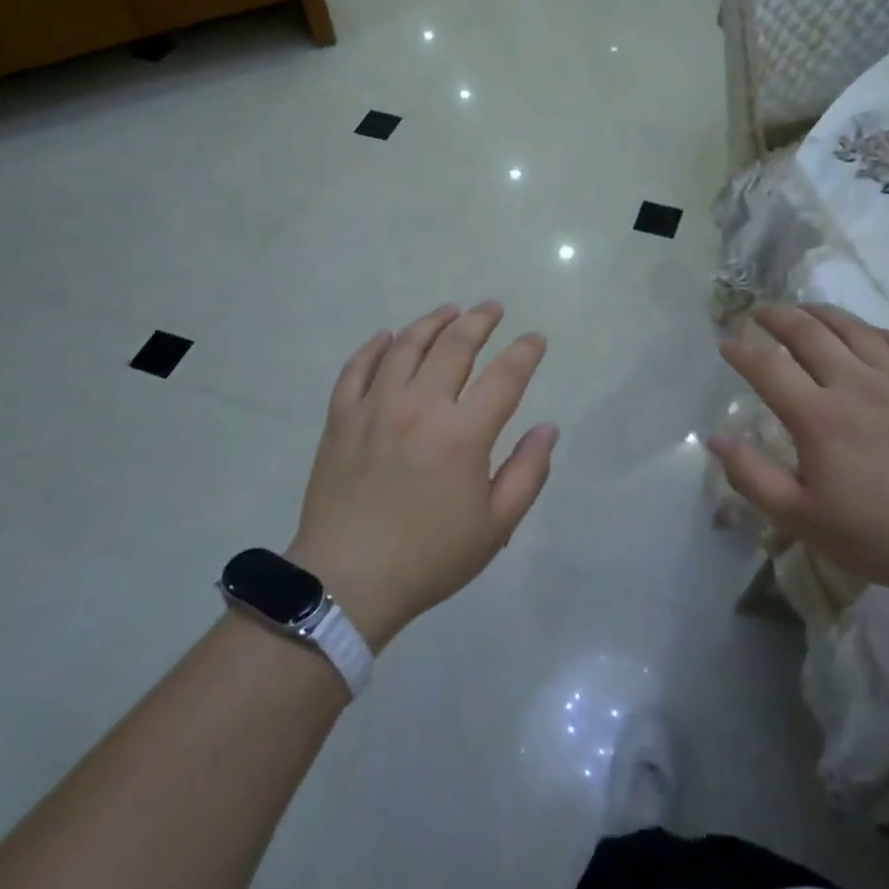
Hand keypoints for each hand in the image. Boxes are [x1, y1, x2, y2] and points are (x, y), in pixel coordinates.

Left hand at [288, 302, 556, 649]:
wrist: (347, 580)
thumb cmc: (429, 557)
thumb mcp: (496, 526)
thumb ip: (528, 472)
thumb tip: (547, 428)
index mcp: (463, 434)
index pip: (504, 376)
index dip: (525, 352)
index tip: (535, 340)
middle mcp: (420, 407)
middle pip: (454, 346)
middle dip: (479, 321)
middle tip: (493, 308)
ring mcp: (375, 407)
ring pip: (406, 346)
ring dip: (432, 322)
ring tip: (450, 311)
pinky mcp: (341, 418)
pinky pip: (357, 368)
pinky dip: (374, 346)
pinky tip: (388, 336)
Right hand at [710, 303, 888, 602]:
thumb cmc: (878, 535)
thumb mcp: (801, 518)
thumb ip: (753, 476)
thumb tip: (716, 437)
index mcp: (818, 417)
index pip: (768, 367)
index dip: (741, 351)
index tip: (725, 344)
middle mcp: (855, 385)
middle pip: (809, 333)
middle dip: (777, 317)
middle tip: (759, 312)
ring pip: (854, 329)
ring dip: (821, 313)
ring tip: (803, 309)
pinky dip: (872, 330)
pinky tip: (864, 332)